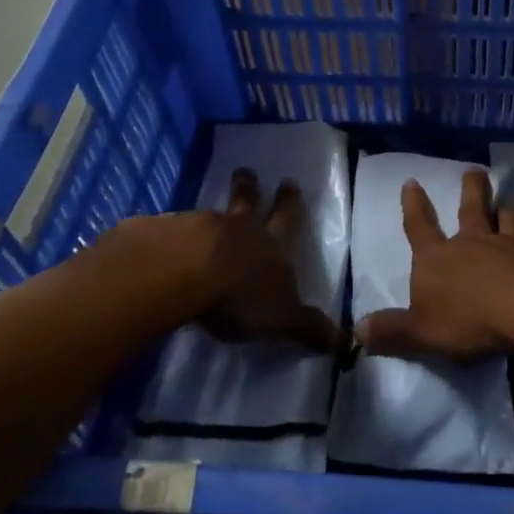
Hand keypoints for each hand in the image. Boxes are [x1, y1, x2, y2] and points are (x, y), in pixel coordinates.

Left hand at [96, 168, 337, 351]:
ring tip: (210, 207)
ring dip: (215, 210)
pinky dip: (175, 231)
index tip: (288, 182)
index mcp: (272, 247)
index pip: (286, 221)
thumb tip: (347, 343)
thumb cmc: (241, 296)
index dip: (289, 204)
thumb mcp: (282, 318)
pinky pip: (174, 229)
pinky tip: (168, 237)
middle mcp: (240, 231)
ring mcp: (201, 229)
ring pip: (213, 214)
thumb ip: (308, 328)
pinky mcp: (166, 235)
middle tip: (247, 171)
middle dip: (251, 189)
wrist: (187, 273)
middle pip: (248, 203)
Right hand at [356, 169, 513, 359]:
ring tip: (508, 201)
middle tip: (474, 170)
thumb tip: (358, 330)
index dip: (413, 205)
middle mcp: (471, 242)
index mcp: (437, 258)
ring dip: (505, 208)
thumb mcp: (421, 333)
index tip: (411, 182)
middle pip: (471, 207)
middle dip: (471, 188)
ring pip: (505, 217)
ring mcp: (508, 244)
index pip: (419, 227)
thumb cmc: (468, 320)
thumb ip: (392, 331)